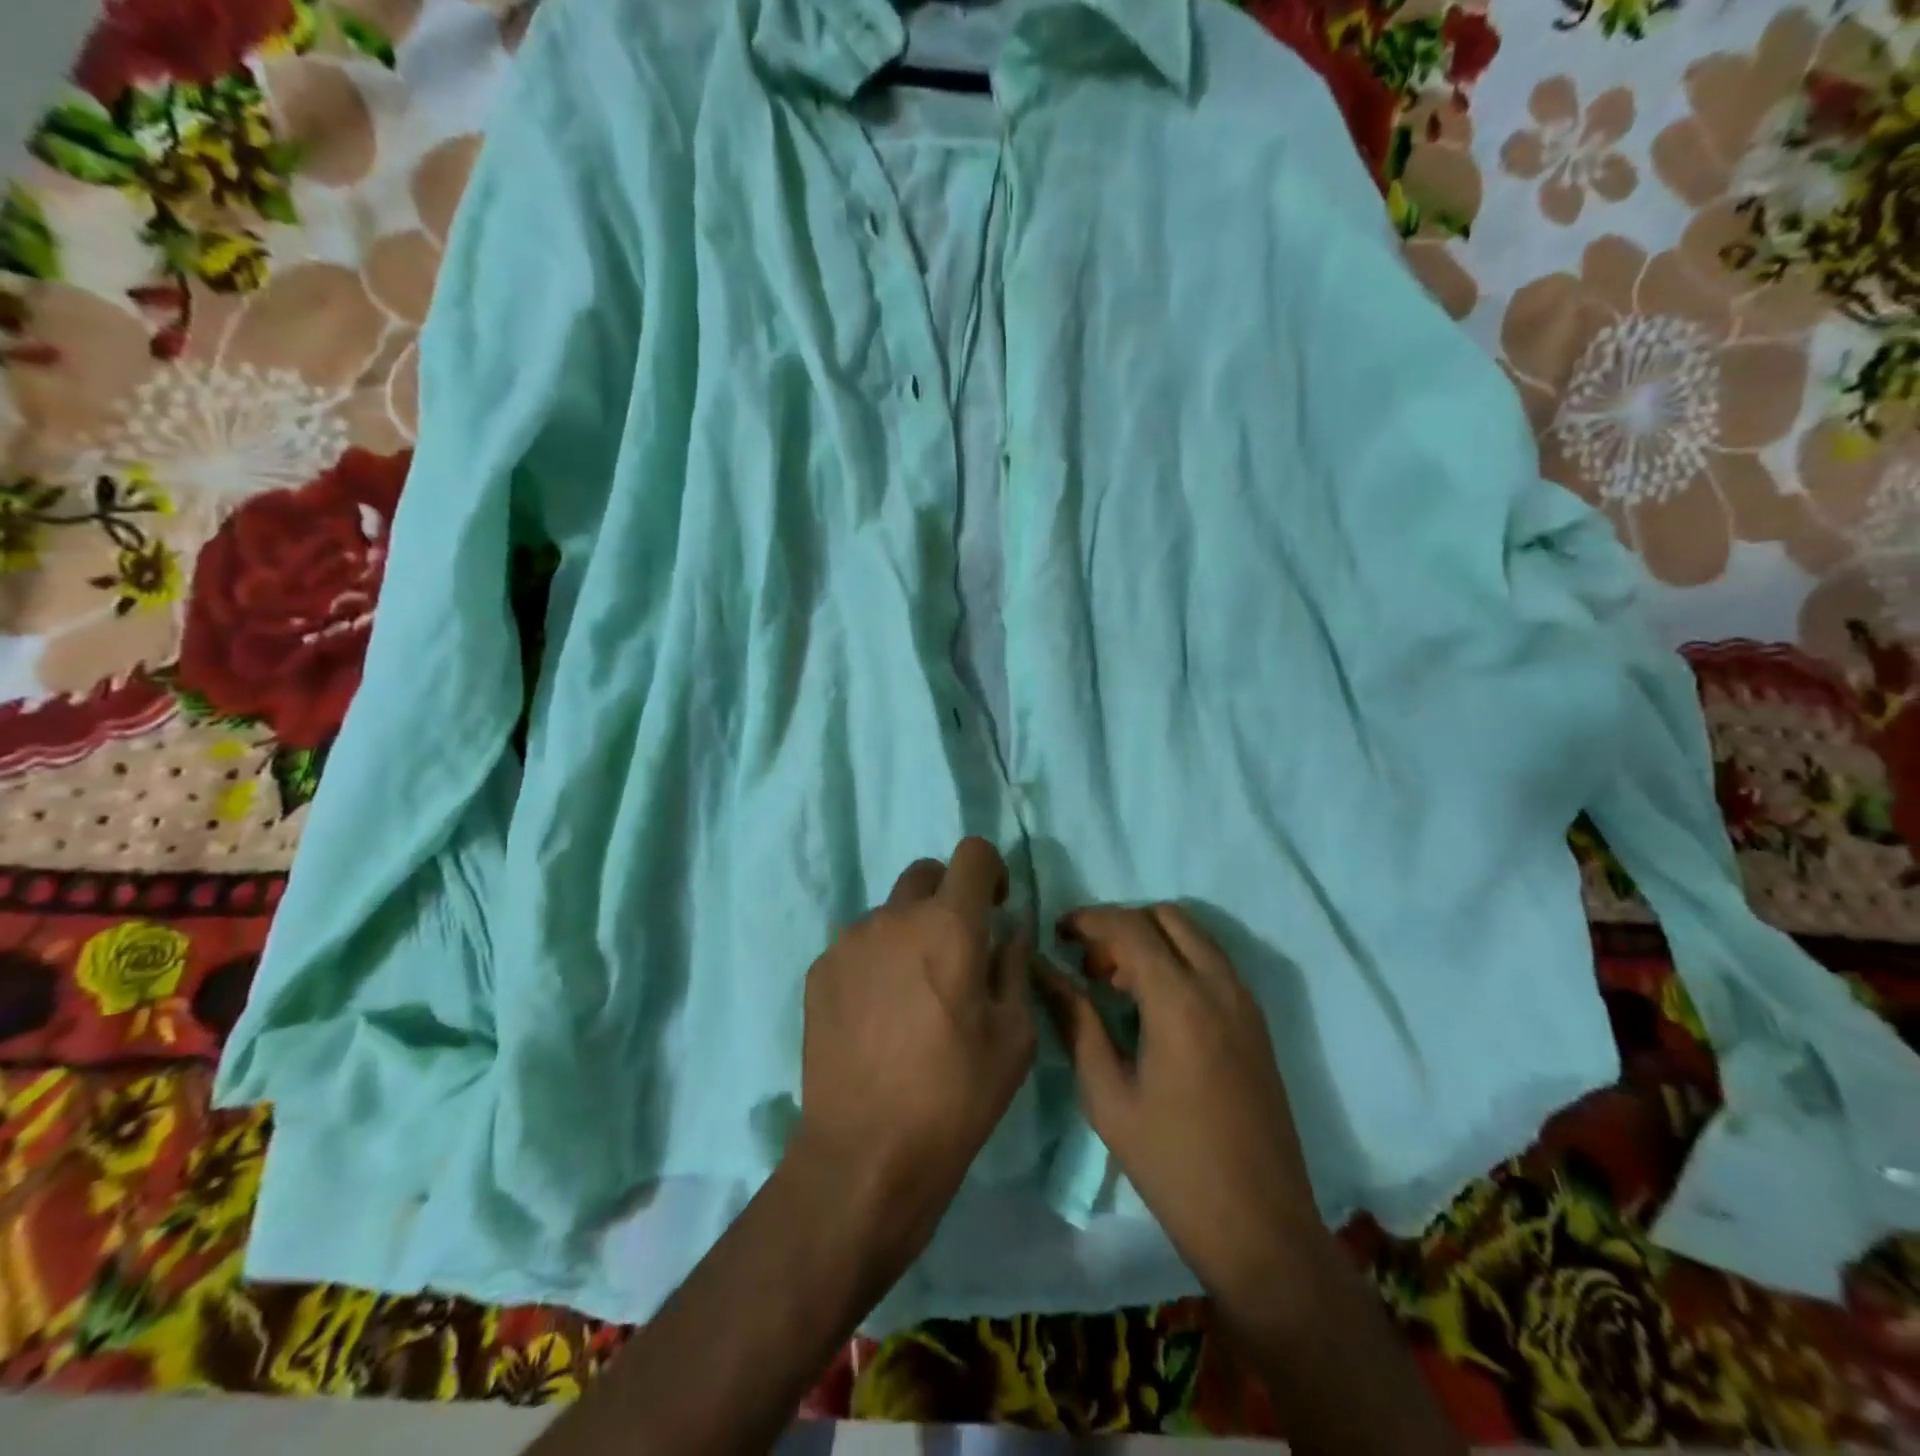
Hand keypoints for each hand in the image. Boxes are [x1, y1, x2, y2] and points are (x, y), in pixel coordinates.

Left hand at [794, 839, 1036, 1265]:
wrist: (866, 1153)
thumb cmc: (956, 1096)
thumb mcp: (1014, 1036)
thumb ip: (1014, 966)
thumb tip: (1009, 930)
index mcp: (950, 926)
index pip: (973, 853)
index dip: (991, 870)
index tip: (995, 907)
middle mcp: (895, 917)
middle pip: (926, 873)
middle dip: (949, 897)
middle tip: (956, 950)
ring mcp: (850, 941)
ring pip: (890, 912)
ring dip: (910, 932)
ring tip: (913, 994)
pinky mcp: (820, 970)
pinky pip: (858, 945)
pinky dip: (877, 961)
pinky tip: (878, 1015)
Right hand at [1040, 903, 1321, 1293]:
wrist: (1260, 1227)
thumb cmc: (1172, 1165)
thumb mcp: (1107, 1095)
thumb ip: (1076, 1021)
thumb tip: (1044, 973)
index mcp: (1180, 1002)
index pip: (1130, 926)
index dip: (1089, 920)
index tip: (1058, 933)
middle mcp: (1220, 987)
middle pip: (1167, 917)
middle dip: (1122, 925)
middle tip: (1089, 965)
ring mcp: (1245, 1003)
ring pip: (1194, 936)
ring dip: (1152, 940)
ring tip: (1115, 985)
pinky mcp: (1257, 1023)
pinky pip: (1213, 964)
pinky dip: (1178, 960)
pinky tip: (1153, 1006)